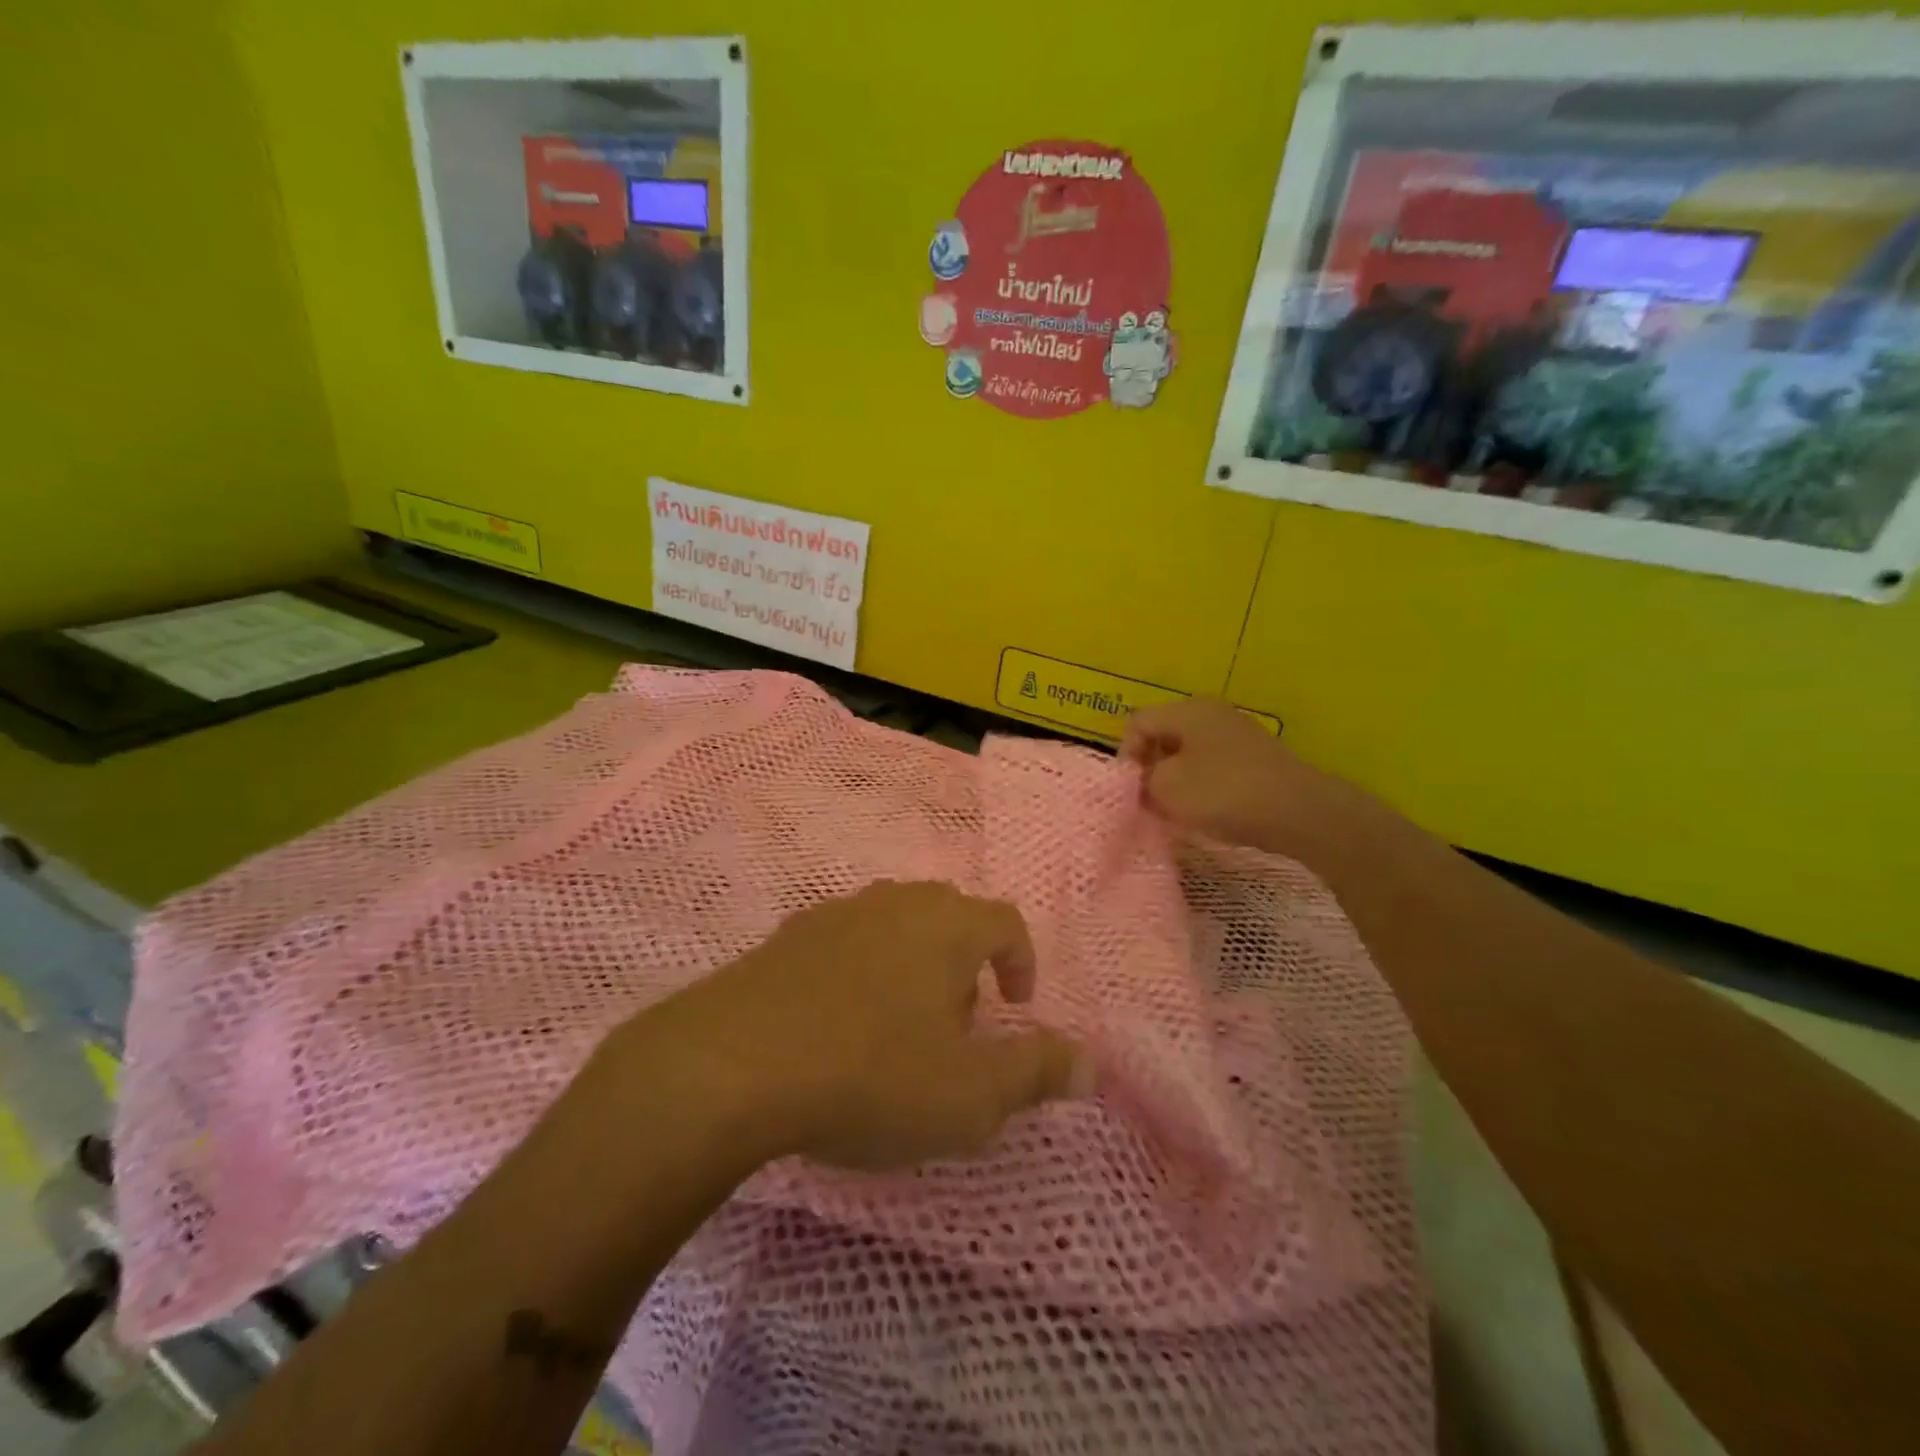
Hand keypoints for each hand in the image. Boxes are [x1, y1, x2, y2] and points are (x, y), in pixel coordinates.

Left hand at [625, 882, 1089, 1171]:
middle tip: (959, 1023)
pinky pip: (845, 941)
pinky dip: (860, 970)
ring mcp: (836, 913)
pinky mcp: (787, 936)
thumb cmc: (872, 1074)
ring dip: (912, 964)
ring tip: (900, 1024)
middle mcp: (895, 902)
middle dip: (966, 964)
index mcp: (947, 925)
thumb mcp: (970, 1095)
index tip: (1017, 1006)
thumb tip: (1091, 1065)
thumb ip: (1037, 1074)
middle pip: (949, 915)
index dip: (1021, 960)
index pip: (1005, 921)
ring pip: (894, 924)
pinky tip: (839, 1022)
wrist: (734, 1064)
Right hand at [1121, 698, 1383, 862]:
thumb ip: (1143, 780)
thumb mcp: (1167, 787)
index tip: (1132, 789)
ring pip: (1188, 754)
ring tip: (1176, 812)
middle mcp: (1212, 713)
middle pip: (1163, 735)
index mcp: (1187, 710)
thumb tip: (1143, 780)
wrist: (1301, 813)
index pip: (1137, 722)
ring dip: (1175, 781)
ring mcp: (1237, 735)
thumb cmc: (1224, 793)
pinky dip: (1202, 787)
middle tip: (1149, 802)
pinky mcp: (1255, 760)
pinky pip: (1213, 767)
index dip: (1126, 755)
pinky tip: (1206, 812)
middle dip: (1150, 769)